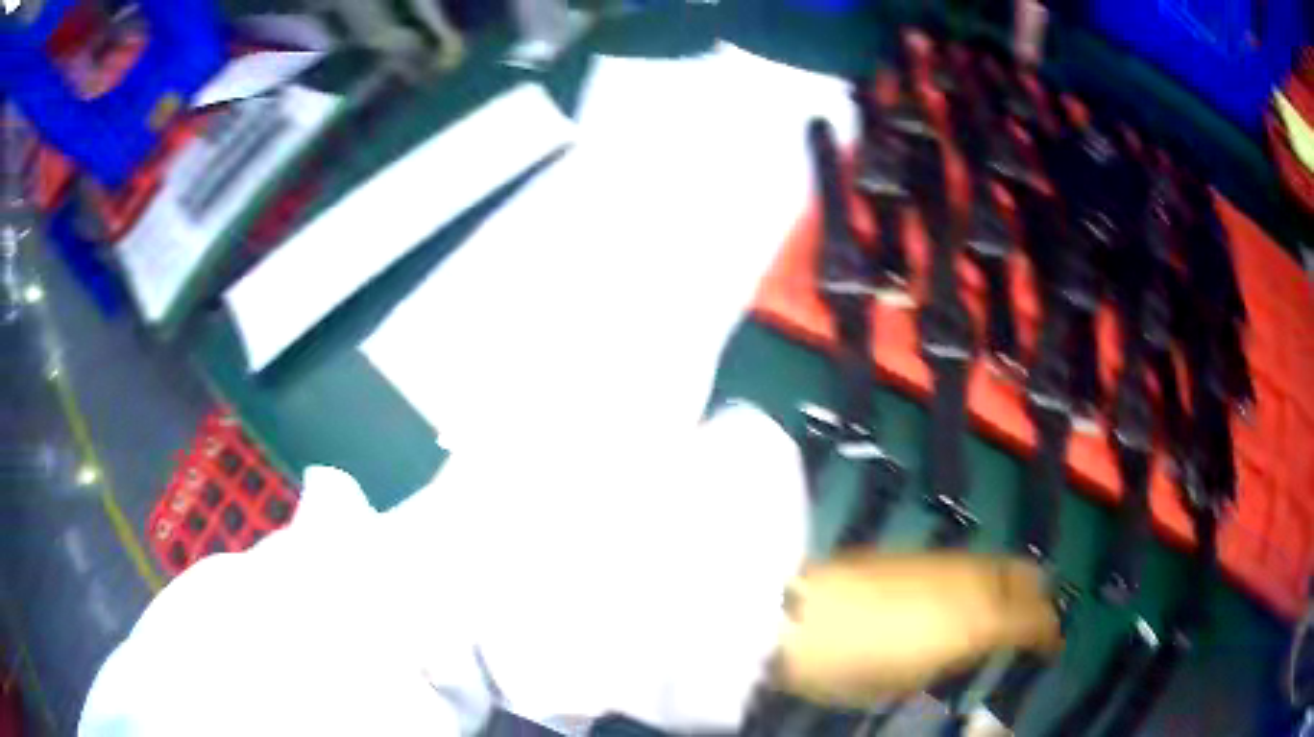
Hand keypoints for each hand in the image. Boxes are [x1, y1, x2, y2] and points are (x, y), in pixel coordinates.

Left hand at [772, 552, 1062, 706]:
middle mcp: (972, 580)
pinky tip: (971, 592)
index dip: (1047, 633)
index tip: (1052, 647)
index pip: (1032, 619)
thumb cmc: (850, 664)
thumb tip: (972, 645)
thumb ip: (950, 658)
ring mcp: (945, 560)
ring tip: (1009, 607)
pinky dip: (984, 576)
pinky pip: (970, 560)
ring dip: (1013, 583)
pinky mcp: (919, 552)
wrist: (793, 612)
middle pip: (1025, 577)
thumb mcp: (905, 680)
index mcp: (976, 621)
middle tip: (1037, 622)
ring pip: (999, 562)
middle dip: (1038, 599)